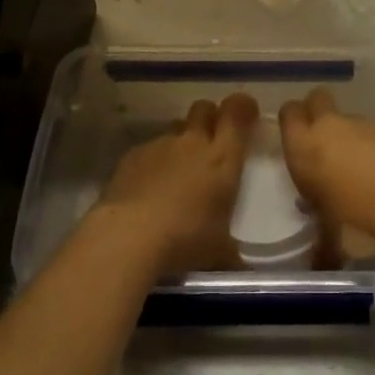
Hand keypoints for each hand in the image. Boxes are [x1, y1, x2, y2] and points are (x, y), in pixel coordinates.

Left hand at [95, 93, 255, 276]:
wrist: (128, 236)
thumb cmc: (185, 240)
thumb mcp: (219, 252)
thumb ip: (232, 250)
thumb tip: (240, 267)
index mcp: (223, 158)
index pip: (237, 111)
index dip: (242, 106)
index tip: (245, 114)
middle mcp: (193, 142)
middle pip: (204, 108)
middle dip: (210, 117)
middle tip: (211, 139)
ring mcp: (160, 145)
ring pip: (176, 128)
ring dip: (181, 141)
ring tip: (177, 170)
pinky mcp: (133, 155)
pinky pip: (150, 148)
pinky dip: (154, 161)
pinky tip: (148, 187)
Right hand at [277, 88, 374, 238]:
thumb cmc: (360, 218)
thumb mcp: (330, 228)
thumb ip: (321, 223)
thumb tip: (320, 250)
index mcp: (305, 147)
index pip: (289, 112)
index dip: (294, 121)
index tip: (299, 140)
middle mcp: (329, 127)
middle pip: (317, 99)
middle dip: (318, 112)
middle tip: (326, 141)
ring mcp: (361, 122)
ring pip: (347, 117)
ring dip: (350, 134)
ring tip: (363, 166)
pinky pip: (373, 130)